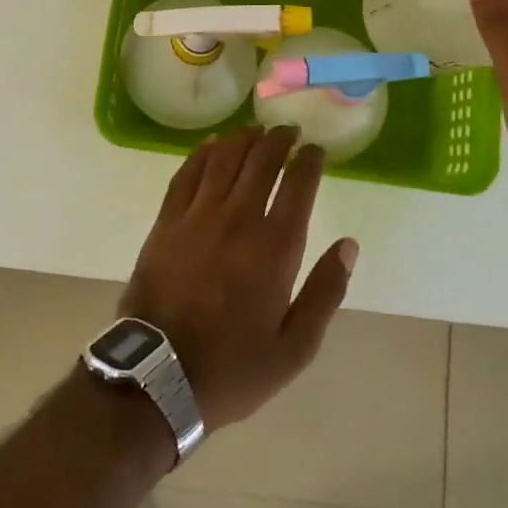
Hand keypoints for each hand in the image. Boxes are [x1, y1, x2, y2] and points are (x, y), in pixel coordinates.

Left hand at [119, 125, 358, 429]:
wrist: (158, 377)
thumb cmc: (233, 368)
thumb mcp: (295, 348)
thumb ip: (325, 292)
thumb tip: (349, 245)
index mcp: (274, 247)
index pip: (298, 185)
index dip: (309, 161)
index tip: (316, 150)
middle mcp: (238, 219)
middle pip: (261, 161)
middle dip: (279, 140)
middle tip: (289, 131)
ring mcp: (197, 216)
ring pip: (224, 159)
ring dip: (243, 139)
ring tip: (256, 130)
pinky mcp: (167, 222)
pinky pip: (187, 174)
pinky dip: (203, 153)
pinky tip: (212, 144)